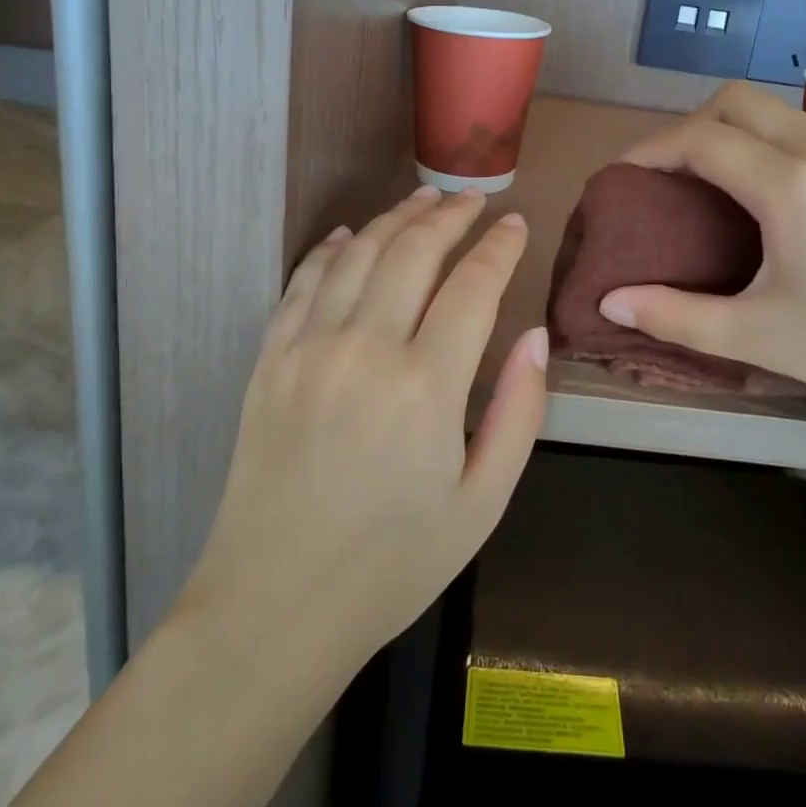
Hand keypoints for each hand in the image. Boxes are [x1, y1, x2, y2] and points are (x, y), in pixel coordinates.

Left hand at [181, 186, 547, 662]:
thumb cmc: (393, 563)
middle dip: (450, 216)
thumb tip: (535, 336)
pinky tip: (348, 235)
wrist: (275, 607)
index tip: (516, 223)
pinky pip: (303, 283)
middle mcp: (366, 349)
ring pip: (359, 254)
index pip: (473, 285)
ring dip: (395, 218)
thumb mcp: (482, 503)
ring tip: (424, 199)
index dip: (500, 247)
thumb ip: (518, 413)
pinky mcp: (270, 360)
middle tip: (473, 199)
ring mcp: (309, 349)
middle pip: (414, 252)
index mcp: (426, 386)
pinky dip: (329, 249)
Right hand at [597, 82, 805, 428]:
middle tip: (668, 174)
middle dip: (690, 123)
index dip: (651, 148)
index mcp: (789, 184)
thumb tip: (611, 303)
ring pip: (779, 111)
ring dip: (733, 128)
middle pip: (739, 100)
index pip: (701, 138)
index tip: (623, 175)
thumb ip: (676, 316)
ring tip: (712, 182)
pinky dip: (769, 143)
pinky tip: (771, 198)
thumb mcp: (760, 336)